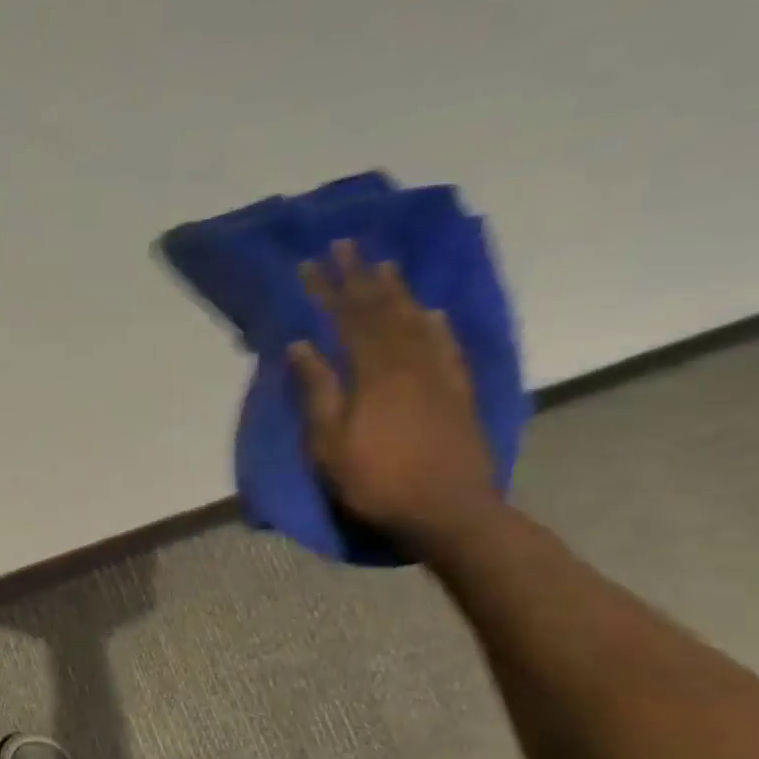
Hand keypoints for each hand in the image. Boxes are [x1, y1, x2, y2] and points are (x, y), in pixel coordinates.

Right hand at [288, 240, 499, 550]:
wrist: (451, 512)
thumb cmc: (377, 481)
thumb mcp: (330, 443)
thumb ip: (317, 391)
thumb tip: (300, 346)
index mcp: (374, 375)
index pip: (347, 320)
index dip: (328, 291)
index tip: (311, 264)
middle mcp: (409, 364)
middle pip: (382, 311)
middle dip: (361, 277)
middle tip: (347, 246)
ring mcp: (438, 376)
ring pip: (415, 321)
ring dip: (397, 291)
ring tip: (384, 264)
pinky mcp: (458, 393)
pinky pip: (447, 347)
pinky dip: (436, 325)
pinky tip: (431, 312)